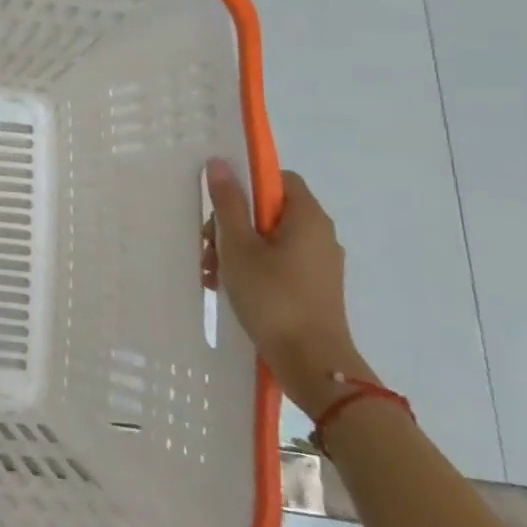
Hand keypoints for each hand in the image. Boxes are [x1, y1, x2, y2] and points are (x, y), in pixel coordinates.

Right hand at [203, 160, 373, 416]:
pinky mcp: (312, 288)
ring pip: (268, 240)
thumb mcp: (238, 246)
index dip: (247, 185)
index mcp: (307, 218)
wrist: (312, 363)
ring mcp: (318, 264)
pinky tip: (225, 287)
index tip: (220, 205)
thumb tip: (220, 163)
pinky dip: (251, 268)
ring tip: (210, 273)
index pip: (278, 179)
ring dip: (235, 249)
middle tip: (207, 246)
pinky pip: (277, 263)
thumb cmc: (273, 297)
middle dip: (231, 224)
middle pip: (268, 211)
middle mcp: (320, 235)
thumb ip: (228, 204)